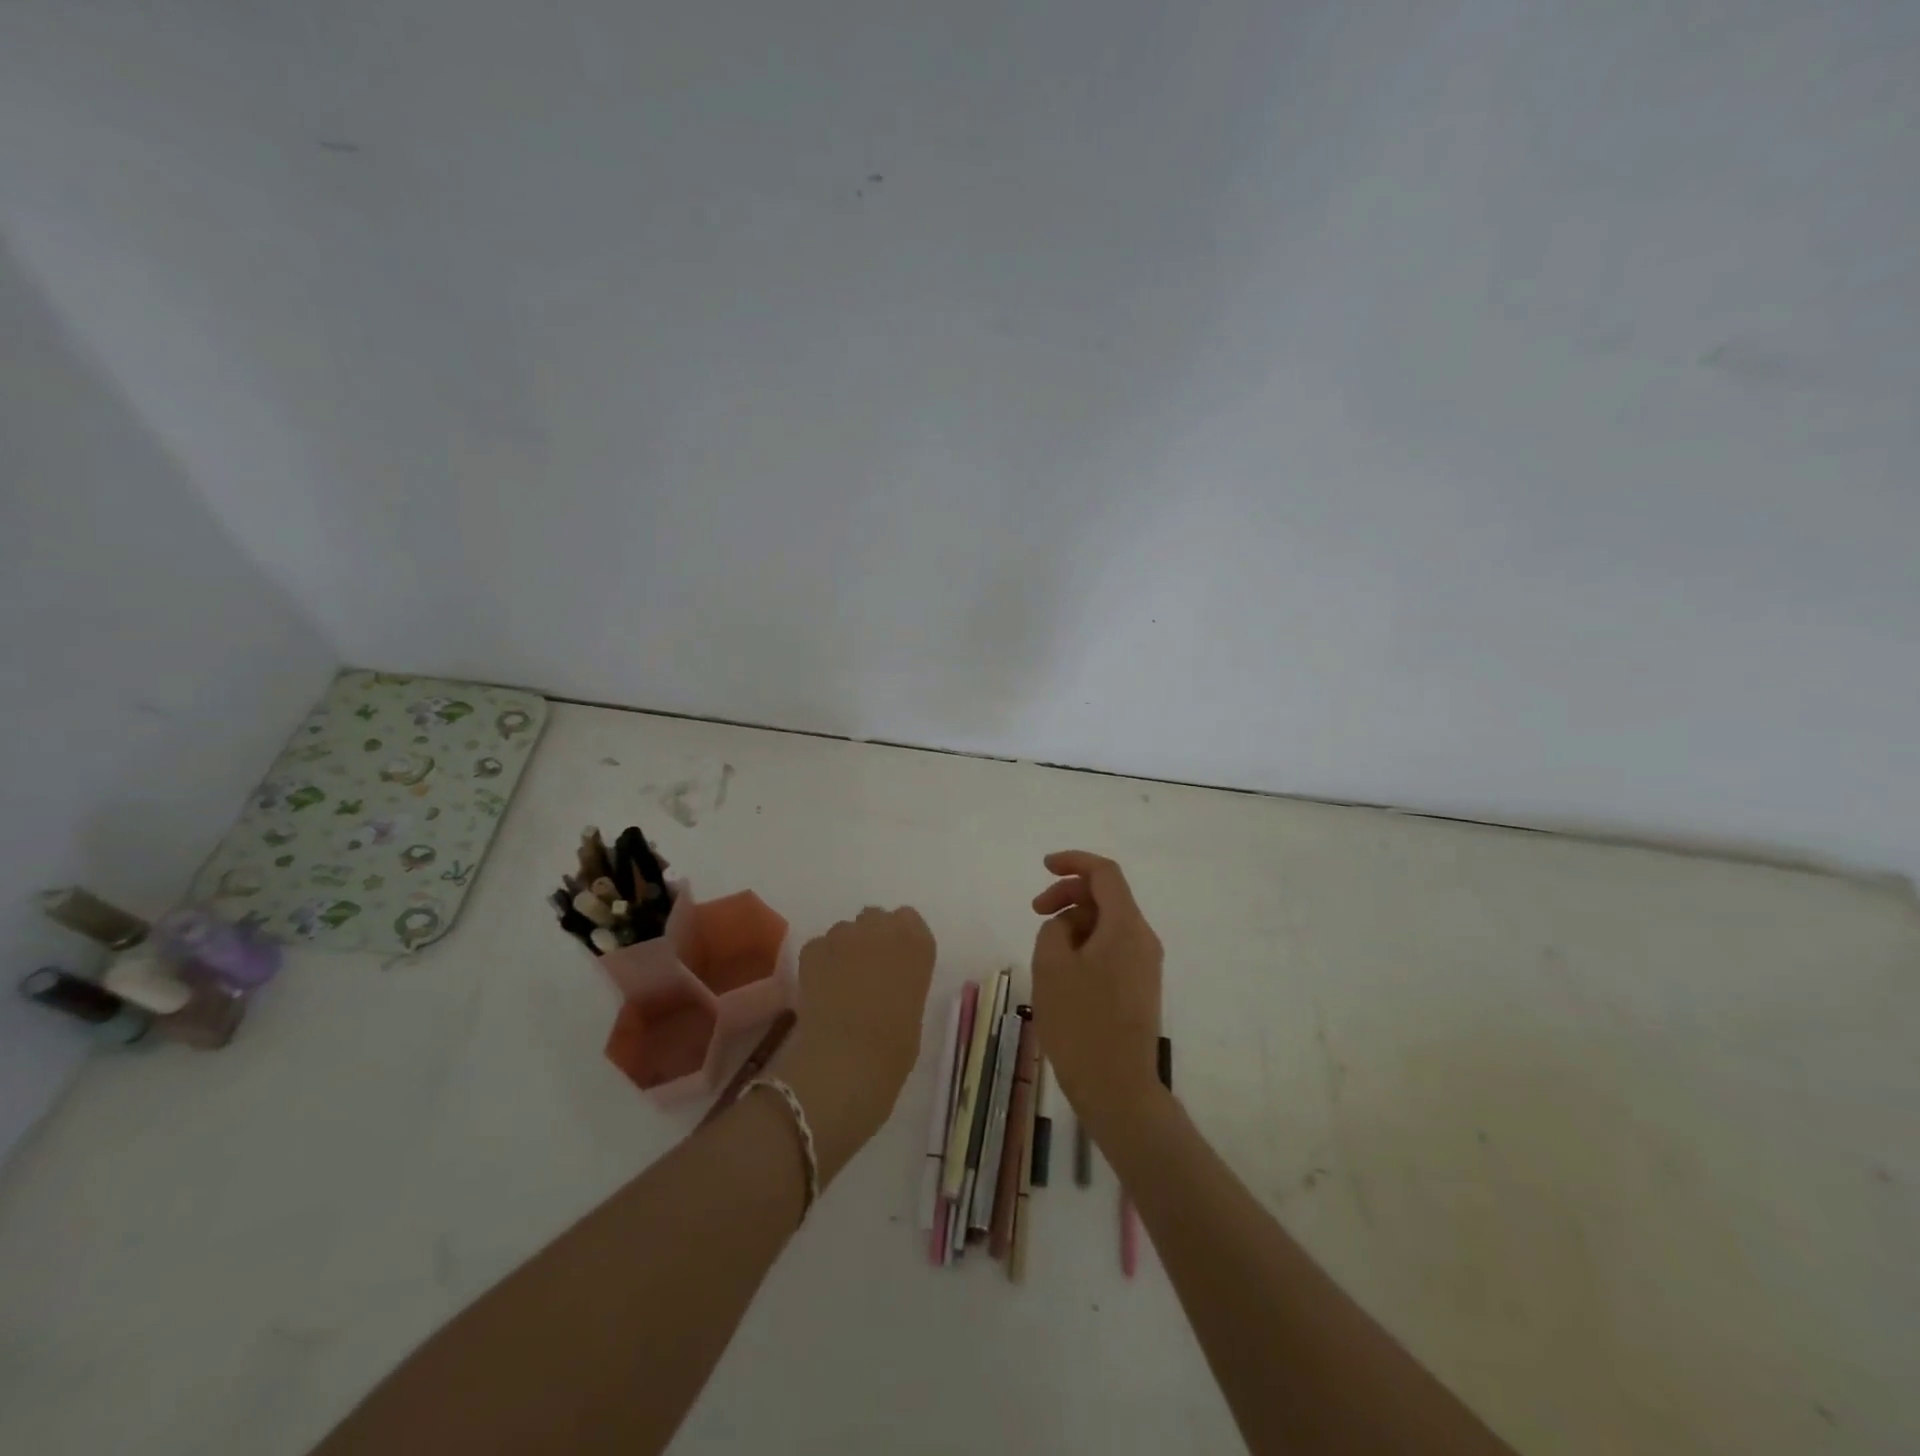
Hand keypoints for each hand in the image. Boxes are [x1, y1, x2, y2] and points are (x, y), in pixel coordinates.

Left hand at [773, 907, 935, 1183]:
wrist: (847, 1062)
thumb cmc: (894, 1049)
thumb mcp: (913, 1010)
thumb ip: (902, 983)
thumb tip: (886, 983)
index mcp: (917, 943)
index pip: (908, 919)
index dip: (898, 939)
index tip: (895, 962)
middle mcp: (882, 928)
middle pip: (874, 918)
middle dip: (869, 938)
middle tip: (865, 972)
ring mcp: (844, 935)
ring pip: (843, 931)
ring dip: (842, 950)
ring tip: (838, 985)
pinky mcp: (812, 950)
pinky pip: (818, 948)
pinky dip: (818, 964)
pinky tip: (818, 991)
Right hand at [1030, 851, 1163, 1140]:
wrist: (1118, 1089)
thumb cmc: (1080, 1023)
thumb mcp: (1051, 966)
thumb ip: (1054, 928)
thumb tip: (1066, 926)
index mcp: (1126, 927)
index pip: (1105, 873)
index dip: (1074, 861)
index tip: (1043, 866)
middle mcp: (1143, 939)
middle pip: (1106, 896)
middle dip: (1068, 895)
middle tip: (1034, 912)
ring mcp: (1145, 965)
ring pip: (1107, 923)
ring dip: (1074, 922)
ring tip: (1045, 953)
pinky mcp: (1140, 987)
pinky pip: (1112, 948)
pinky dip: (1086, 944)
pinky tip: (1063, 971)